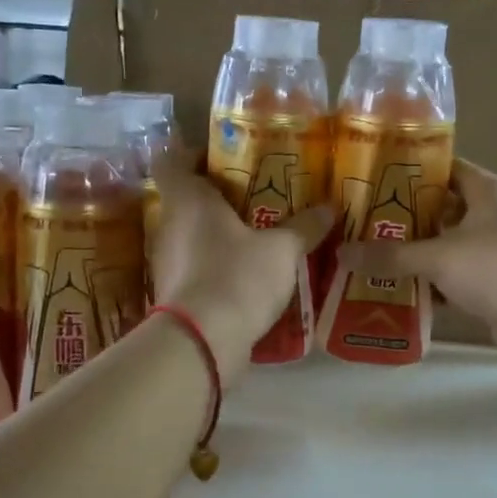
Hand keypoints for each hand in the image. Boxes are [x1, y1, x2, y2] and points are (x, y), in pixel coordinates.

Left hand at [150, 160, 334, 382]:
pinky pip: (196, 268)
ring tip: (256, 236)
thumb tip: (330, 208)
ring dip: (217, 235)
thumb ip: (304, 227)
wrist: (201, 343)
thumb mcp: (282, 250)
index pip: (173, 160)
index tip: (223, 159)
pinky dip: (216, 267)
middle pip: (185, 200)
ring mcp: (167, 263)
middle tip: (255, 197)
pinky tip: (246, 276)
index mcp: (189, 200)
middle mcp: (170, 226)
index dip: (193, 154)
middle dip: (217, 198)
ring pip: (191, 236)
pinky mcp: (173, 295)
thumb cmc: (237, 278)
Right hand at [344, 160, 496, 362]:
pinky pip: (455, 276)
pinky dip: (431, 284)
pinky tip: (397, 291)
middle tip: (362, 224)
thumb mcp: (437, 256)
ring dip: (416, 254)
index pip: (443, 169)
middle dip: (404, 219)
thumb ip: (389, 255)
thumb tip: (341, 253)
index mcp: (487, 190)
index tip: (372, 182)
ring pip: (447, 245)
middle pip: (441, 209)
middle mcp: (494, 213)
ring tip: (371, 256)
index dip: (409, 173)